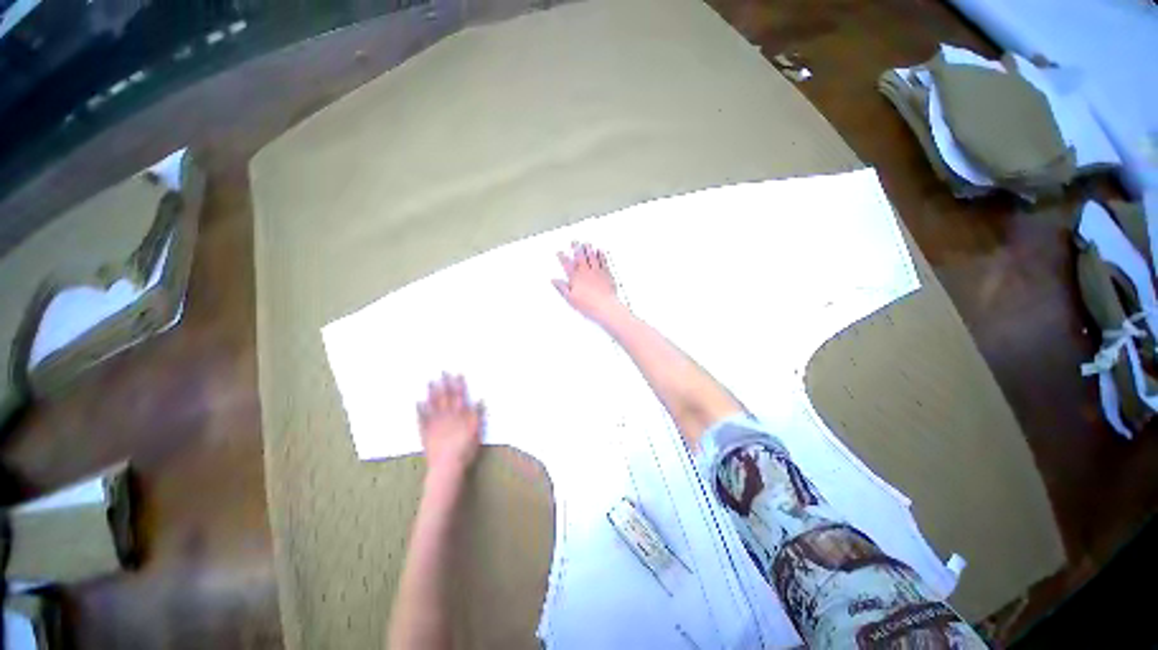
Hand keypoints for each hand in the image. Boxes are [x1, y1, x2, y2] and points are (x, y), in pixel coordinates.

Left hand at [417, 374, 483, 479]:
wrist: (447, 466)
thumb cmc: (466, 449)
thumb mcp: (477, 432)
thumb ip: (478, 415)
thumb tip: (479, 399)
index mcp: (460, 415)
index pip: (460, 396)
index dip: (459, 384)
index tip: (457, 373)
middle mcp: (447, 416)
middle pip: (445, 397)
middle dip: (444, 384)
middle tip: (441, 372)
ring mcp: (435, 424)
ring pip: (433, 405)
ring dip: (431, 392)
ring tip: (430, 381)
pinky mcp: (426, 433)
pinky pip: (422, 419)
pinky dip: (420, 410)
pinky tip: (417, 402)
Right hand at [553, 242, 623, 324]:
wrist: (604, 306)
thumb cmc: (588, 304)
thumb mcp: (570, 298)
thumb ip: (562, 287)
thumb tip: (555, 281)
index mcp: (576, 278)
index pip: (567, 265)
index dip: (563, 258)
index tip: (560, 252)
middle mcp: (585, 272)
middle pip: (579, 257)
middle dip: (576, 248)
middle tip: (574, 242)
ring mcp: (596, 272)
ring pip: (591, 257)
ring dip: (588, 249)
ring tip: (586, 243)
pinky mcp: (606, 274)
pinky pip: (603, 261)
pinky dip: (601, 255)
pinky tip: (600, 250)